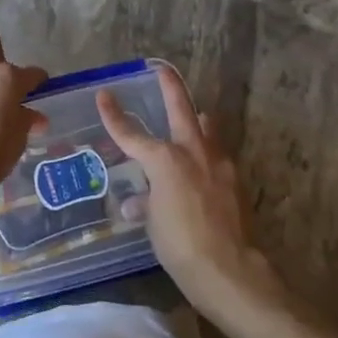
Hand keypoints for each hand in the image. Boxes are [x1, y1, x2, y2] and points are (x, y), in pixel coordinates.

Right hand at [98, 65, 284, 316]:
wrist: (228, 269)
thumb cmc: (180, 244)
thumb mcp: (153, 223)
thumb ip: (147, 202)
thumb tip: (139, 201)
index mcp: (165, 160)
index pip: (131, 134)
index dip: (114, 116)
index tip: (104, 95)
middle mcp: (193, 152)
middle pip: (180, 108)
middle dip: (169, 86)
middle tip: (162, 69)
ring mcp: (218, 164)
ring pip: (206, 128)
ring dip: (196, 119)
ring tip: (191, 116)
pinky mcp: (234, 180)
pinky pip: (216, 154)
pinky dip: (206, 152)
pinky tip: (202, 165)